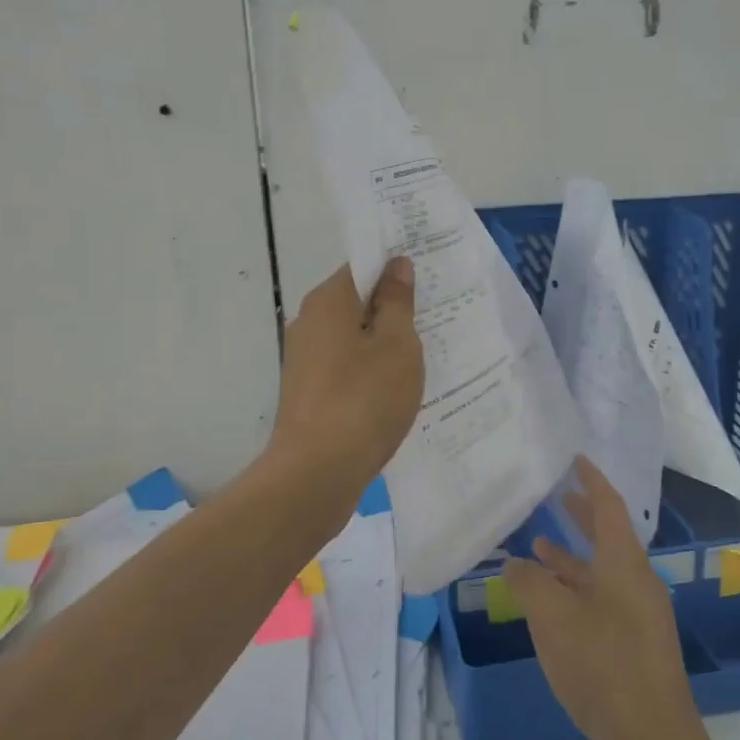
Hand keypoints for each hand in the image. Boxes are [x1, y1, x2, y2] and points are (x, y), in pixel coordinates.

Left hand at [268, 259, 423, 489]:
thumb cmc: (363, 400)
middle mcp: (308, 323)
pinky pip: (345, 367)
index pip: (362, 267)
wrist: (316, 473)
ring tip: (423, 356)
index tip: (429, 280)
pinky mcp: (307, 392)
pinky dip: (369, 371)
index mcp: (327, 302)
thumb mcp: (396, 346)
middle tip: (435, 319)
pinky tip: (395, 390)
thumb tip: (395, 266)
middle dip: (392, 309)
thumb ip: (397, 302)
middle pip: (356, 303)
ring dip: (383, 344)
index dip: (395, 269)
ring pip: (351, 338)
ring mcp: (304, 360)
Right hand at [504, 459, 703, 739]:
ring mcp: (640, 613)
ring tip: (538, 548)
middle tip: (557, 497)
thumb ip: (530, 584)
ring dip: (573, 557)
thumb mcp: (553, 619)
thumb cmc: (603, 666)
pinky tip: (552, 602)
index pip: (609, 507)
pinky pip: (603, 597)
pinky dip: (577, 588)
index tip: (576, 460)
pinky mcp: (636, 641)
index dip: (591, 481)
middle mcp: (637, 581)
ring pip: (603, 570)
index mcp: (624, 564)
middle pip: (609, 536)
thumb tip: (515, 564)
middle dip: (582, 515)